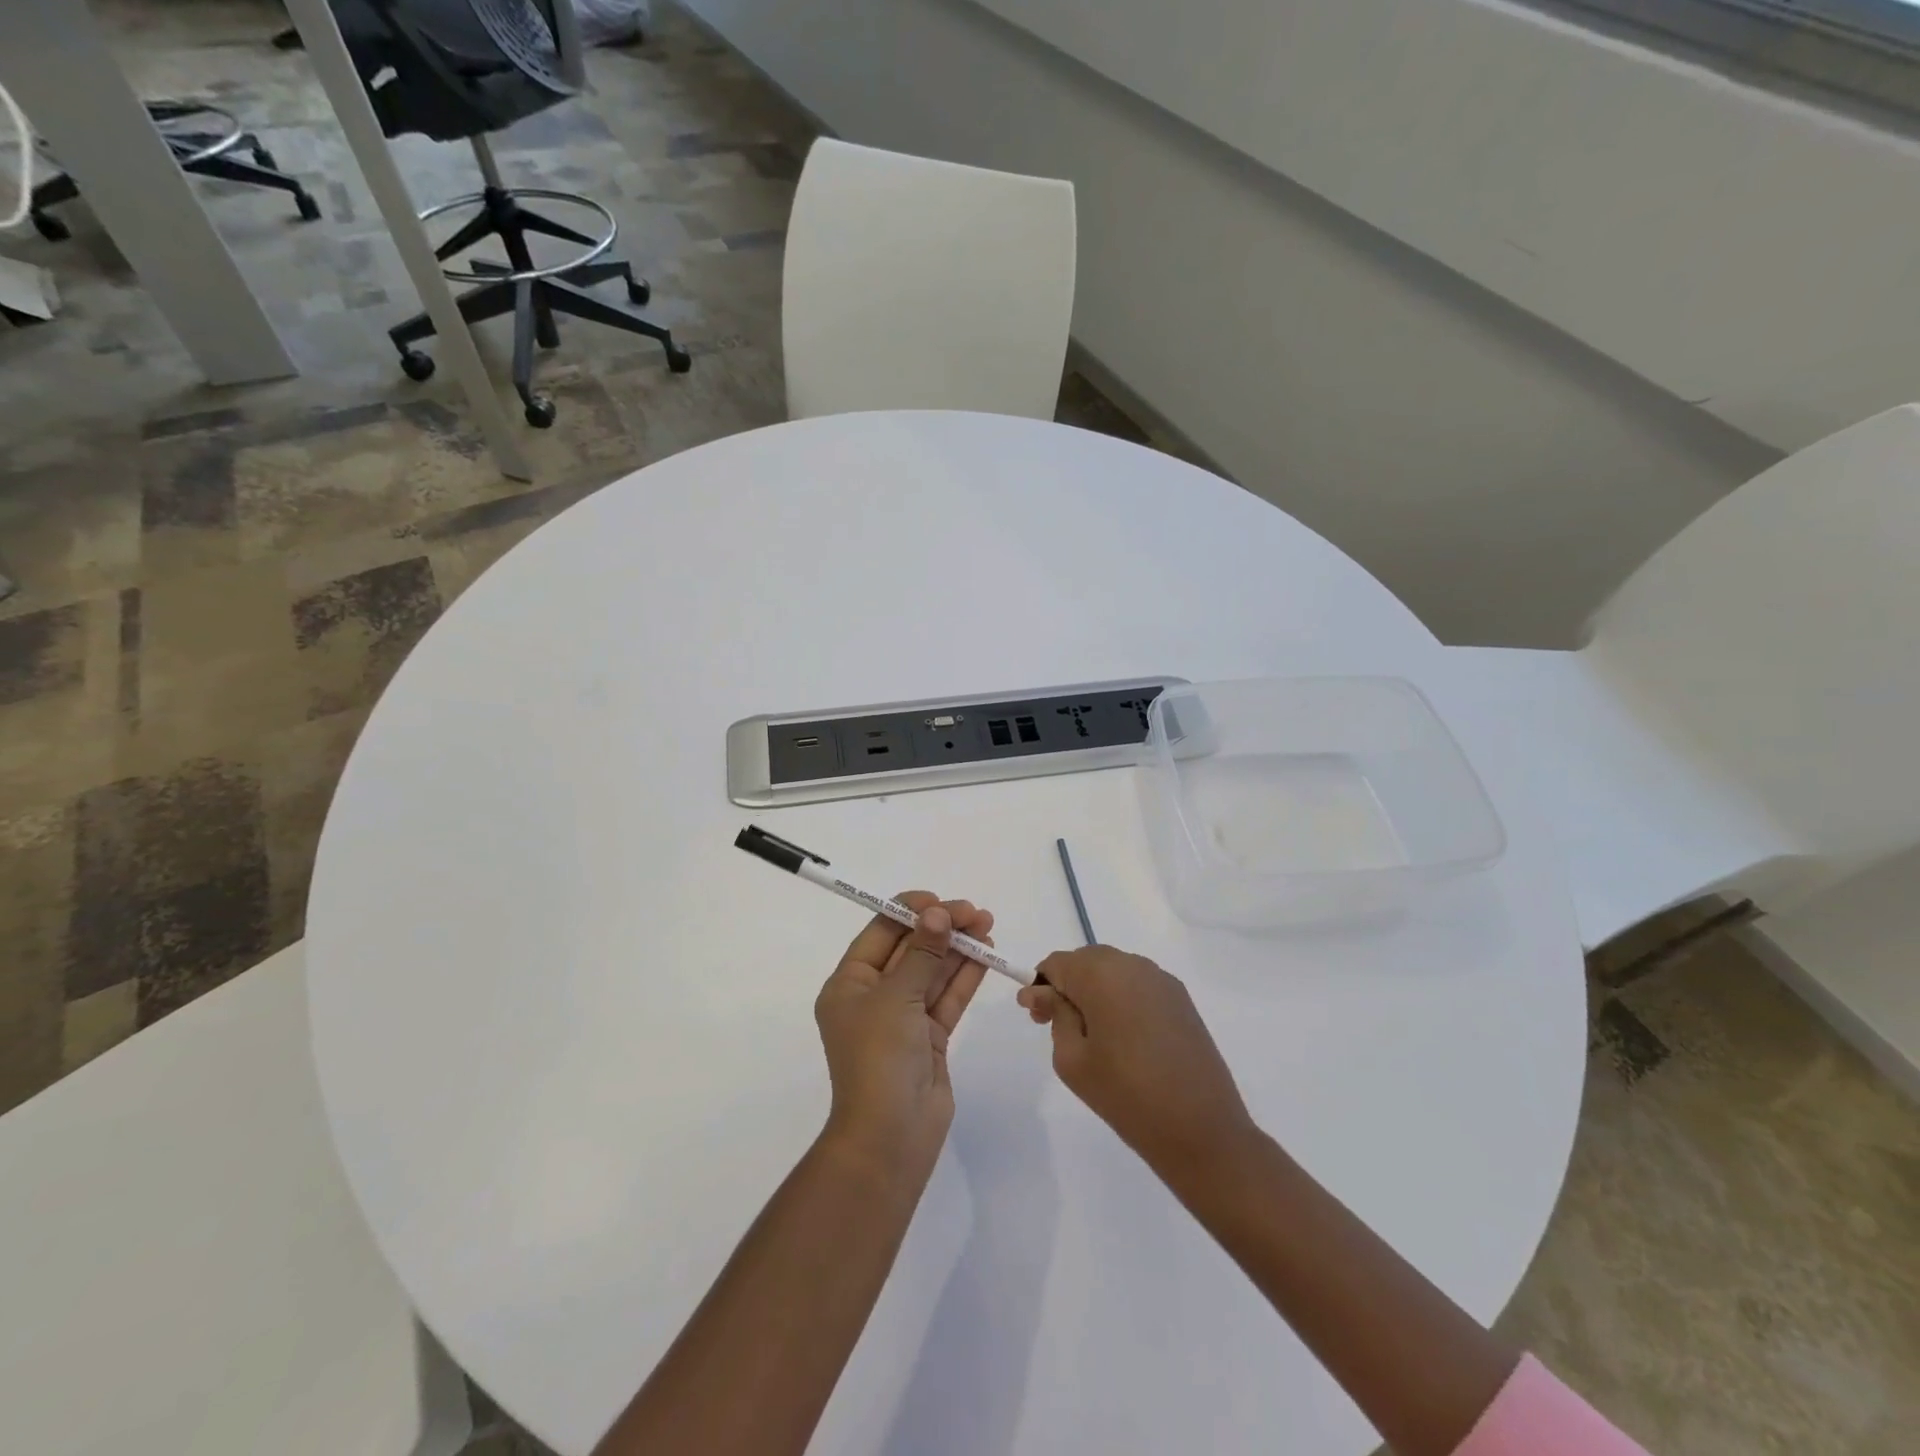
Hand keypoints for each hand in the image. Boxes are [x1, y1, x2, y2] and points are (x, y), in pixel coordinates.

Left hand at [814, 893, 994, 1179]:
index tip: (940, 900)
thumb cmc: (879, 1057)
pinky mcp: (929, 1038)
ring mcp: (903, 1019)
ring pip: (933, 972)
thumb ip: (922, 953)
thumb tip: (937, 913)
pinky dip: (965, 976)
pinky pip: (947, 998)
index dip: (909, 912)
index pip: (880, 933)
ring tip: (987, 925)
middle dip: (941, 928)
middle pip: (910, 950)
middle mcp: (874, 997)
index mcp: (849, 984)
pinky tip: (985, 955)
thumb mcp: (896, 997)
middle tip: (976, 912)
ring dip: (958, 949)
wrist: (890, 1137)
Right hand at [1018, 946, 1256, 1184]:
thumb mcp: (1073, 1059)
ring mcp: (1161, 980)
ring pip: (1113, 971)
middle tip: (1058, 1027)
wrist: (1202, 1129)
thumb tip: (1040, 991)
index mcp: (1101, 974)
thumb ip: (1055, 1015)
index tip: (1037, 1019)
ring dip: (1095, 992)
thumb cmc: (1126, 1095)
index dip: (1042, 987)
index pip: (1057, 963)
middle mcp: (1132, 964)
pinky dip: (1122, 999)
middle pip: (1086, 962)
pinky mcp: (1181, 998)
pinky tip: (1125, 1037)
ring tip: (1093, 1036)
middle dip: (1068, 987)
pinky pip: (1138, 985)